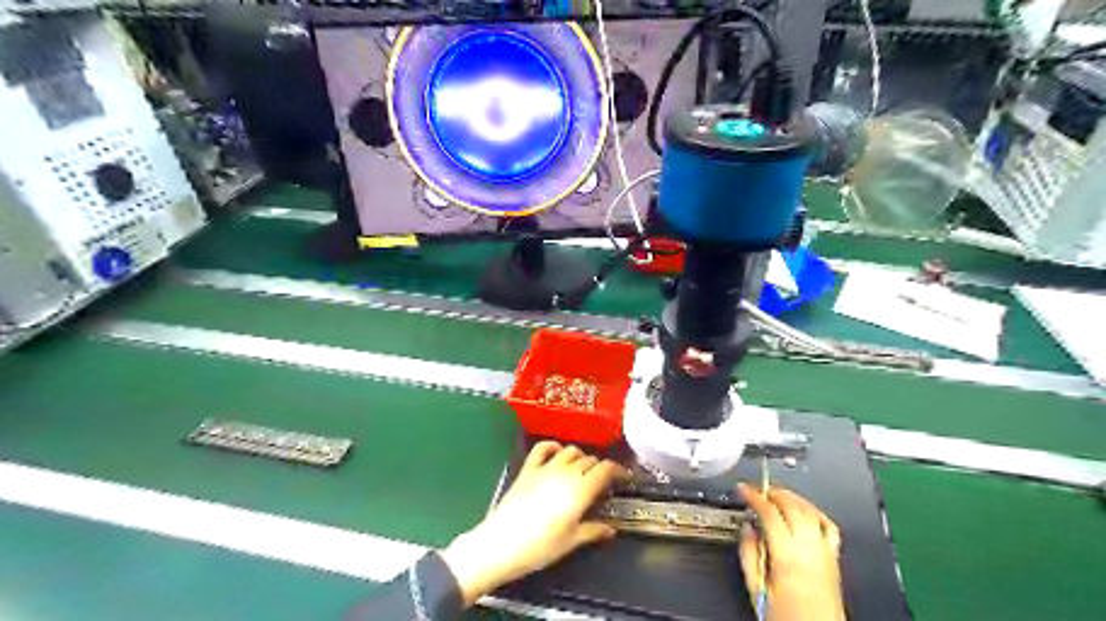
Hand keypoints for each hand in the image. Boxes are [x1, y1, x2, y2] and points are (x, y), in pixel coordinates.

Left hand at [441, 442, 631, 606]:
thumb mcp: (571, 542)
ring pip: (570, 451)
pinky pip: (543, 448)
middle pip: (590, 460)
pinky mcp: (528, 468)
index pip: (606, 469)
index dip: (618, 470)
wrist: (500, 544)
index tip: (624, 477)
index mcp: (581, 490)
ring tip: (582, 470)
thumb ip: (593, 531)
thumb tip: (610, 529)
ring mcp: (545, 468)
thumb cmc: (540, 547)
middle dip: (600, 468)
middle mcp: (566, 472)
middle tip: (602, 483)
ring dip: (580, 457)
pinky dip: (554, 446)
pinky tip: (558, 452)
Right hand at [738, 485, 842, 619]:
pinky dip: (815, 512)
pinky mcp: (835, 559)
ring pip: (810, 511)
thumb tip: (747, 529)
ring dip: (792, 497)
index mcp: (787, 557)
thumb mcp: (756, 589)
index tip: (743, 489)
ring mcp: (825, 553)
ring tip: (777, 494)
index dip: (754, 496)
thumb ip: (749, 554)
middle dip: (773, 492)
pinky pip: (828, 526)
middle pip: (792, 506)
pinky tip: (805, 510)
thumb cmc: (787, 618)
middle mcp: (809, 550)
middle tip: (758, 489)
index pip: (769, 512)